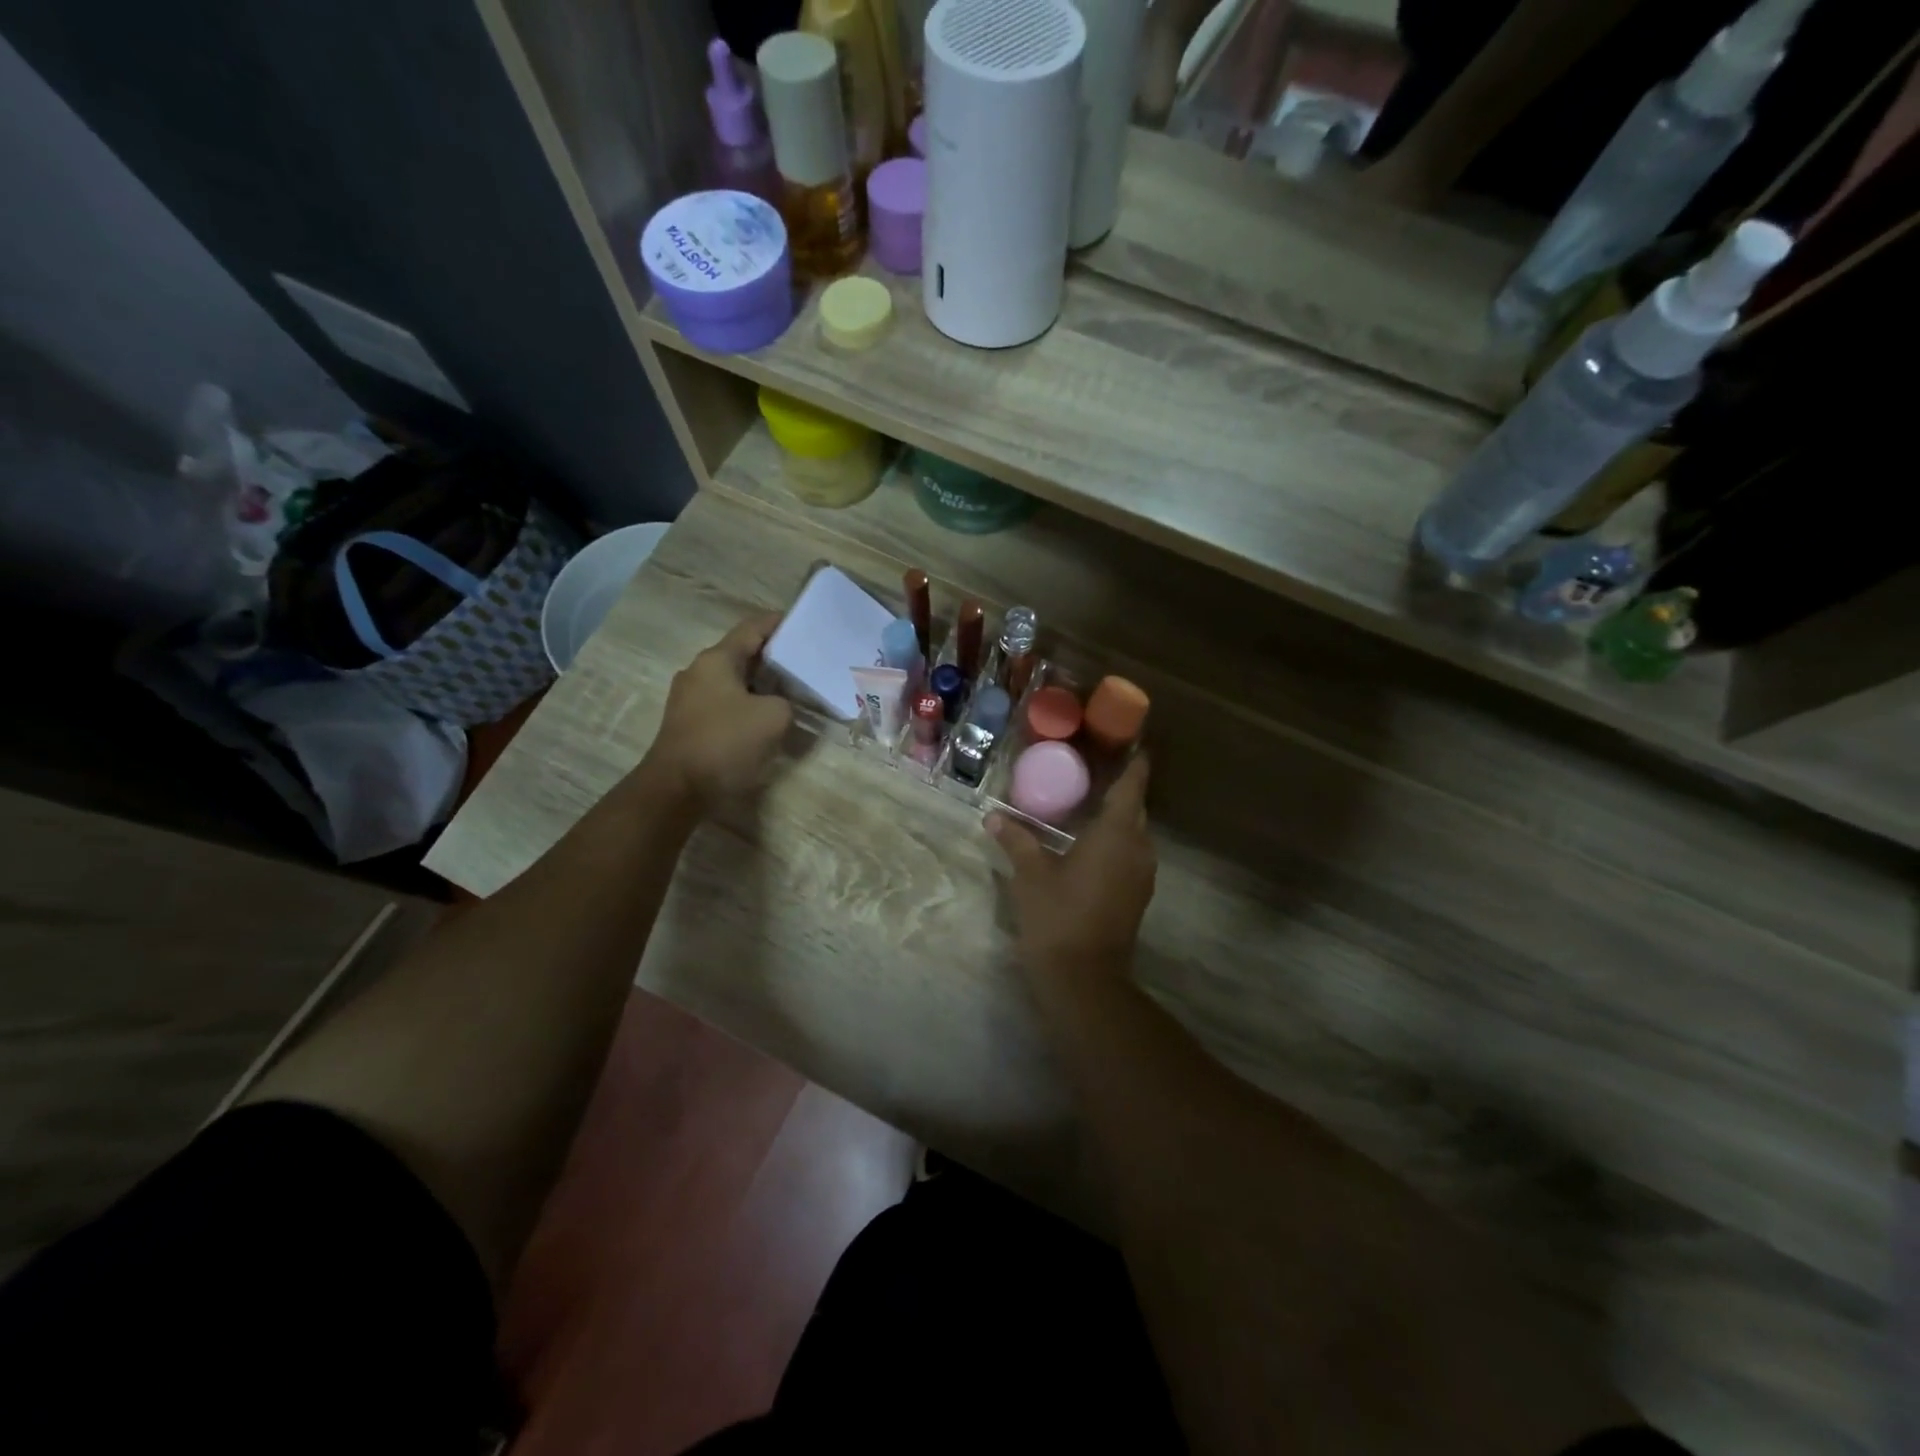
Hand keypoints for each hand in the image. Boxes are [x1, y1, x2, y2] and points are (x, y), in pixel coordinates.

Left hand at [645, 612, 792, 809]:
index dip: (777, 623)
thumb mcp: (774, 717)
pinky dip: (746, 704)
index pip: (752, 629)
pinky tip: (764, 718)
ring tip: (789, 691)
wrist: (677, 789)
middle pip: (741, 654)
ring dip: (760, 684)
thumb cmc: (725, 743)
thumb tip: (778, 705)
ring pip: (732, 681)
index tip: (802, 623)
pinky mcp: (688, 724)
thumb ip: (786, 702)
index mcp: (717, 660)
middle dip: (772, 657)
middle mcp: (699, 672)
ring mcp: (689, 699)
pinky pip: (724, 703)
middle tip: (803, 662)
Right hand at [988, 756, 1156, 981]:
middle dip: (1119, 789)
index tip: (1131, 743)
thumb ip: (1016, 841)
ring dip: (1115, 818)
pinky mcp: (1136, 895)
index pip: (1132, 786)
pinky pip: (1129, 854)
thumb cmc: (1057, 917)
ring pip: (1133, 834)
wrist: (1084, 980)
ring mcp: (1141, 874)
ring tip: (1085, 803)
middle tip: (1090, 770)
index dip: (1134, 763)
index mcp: (1117, 834)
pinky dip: (1114, 842)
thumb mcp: (1030, 875)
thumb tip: (994, 817)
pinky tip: (1086, 843)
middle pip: (1134, 808)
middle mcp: (1138, 848)